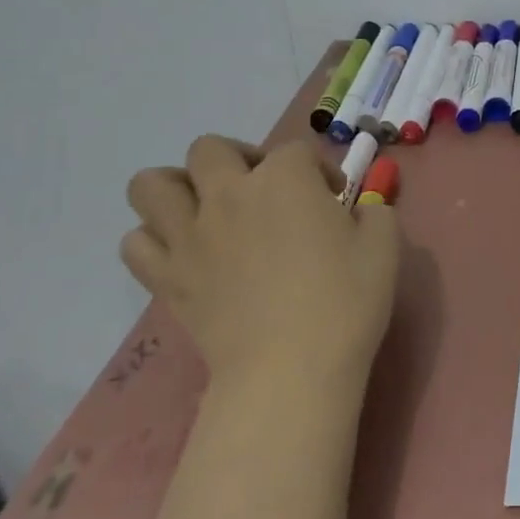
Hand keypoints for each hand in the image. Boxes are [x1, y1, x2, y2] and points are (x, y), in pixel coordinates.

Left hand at [121, 137, 399, 395]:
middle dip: (237, 159)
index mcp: (285, 179)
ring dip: (176, 189)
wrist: (291, 369)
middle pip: (210, 148)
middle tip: (261, 192)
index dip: (320, 170)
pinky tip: (183, 254)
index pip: (297, 150)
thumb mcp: (384, 247)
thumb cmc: (345, 302)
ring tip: (204, 210)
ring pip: (151, 184)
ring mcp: (189, 235)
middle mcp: (229, 193)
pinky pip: (135, 243)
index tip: (335, 200)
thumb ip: (374, 214)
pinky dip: (154, 241)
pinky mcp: (167, 277)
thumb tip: (359, 211)